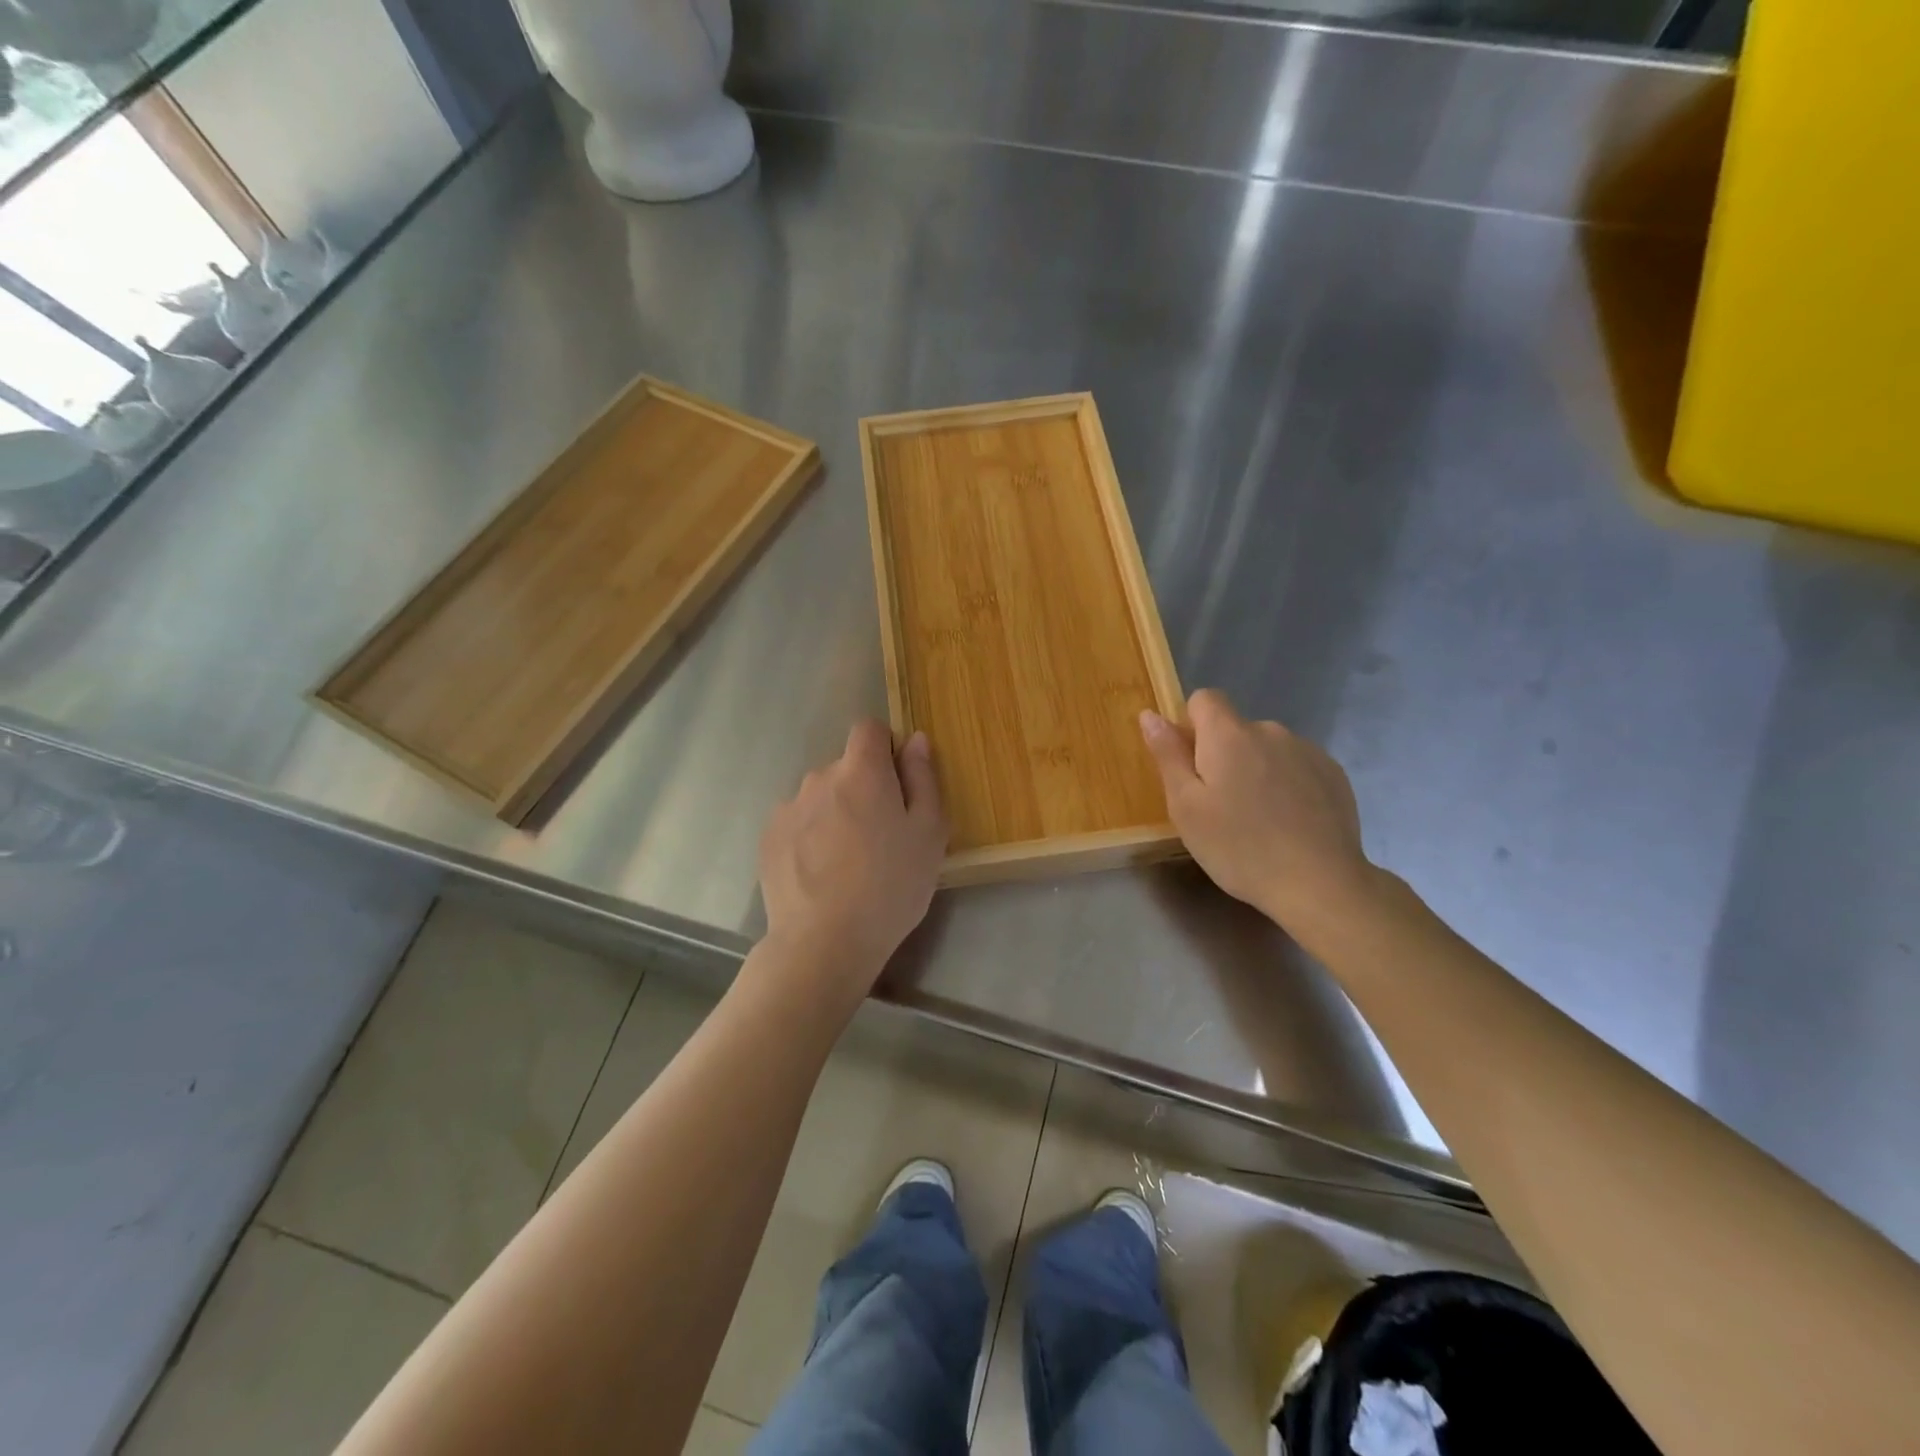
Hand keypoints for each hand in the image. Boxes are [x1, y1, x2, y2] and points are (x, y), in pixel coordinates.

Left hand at [758, 721, 947, 995]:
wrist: (824, 943)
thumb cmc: (890, 886)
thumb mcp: (928, 834)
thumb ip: (923, 779)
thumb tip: (915, 740)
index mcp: (861, 771)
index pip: (868, 729)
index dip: (885, 748)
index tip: (896, 784)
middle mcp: (819, 777)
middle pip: (845, 768)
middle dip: (862, 789)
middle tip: (879, 836)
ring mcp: (788, 808)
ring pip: (820, 797)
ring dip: (834, 814)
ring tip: (847, 862)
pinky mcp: (769, 838)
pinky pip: (797, 823)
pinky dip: (810, 837)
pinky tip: (821, 875)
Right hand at [1140, 690, 1376, 937]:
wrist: (1320, 883)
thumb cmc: (1238, 847)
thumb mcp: (1186, 807)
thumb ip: (1168, 755)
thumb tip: (1150, 715)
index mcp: (1228, 734)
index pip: (1204, 699)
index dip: (1191, 725)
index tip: (1192, 766)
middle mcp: (1270, 730)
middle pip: (1235, 728)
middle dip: (1223, 755)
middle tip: (1220, 806)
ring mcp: (1307, 751)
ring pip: (1266, 749)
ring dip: (1256, 770)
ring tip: (1258, 819)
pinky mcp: (1333, 774)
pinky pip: (1296, 766)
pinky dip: (1286, 785)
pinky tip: (1288, 823)